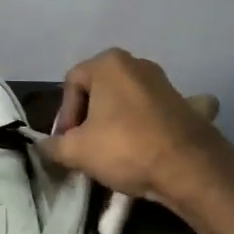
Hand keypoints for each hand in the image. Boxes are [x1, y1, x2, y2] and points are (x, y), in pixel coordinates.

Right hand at [40, 49, 227, 206]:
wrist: (190, 169)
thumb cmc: (125, 148)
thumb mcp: (77, 151)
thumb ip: (54, 146)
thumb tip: (43, 146)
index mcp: (108, 63)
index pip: (72, 84)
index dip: (65, 114)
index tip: (67, 142)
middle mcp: (138, 64)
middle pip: (102, 89)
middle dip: (91, 115)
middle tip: (88, 146)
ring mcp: (167, 83)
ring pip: (133, 98)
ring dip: (121, 117)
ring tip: (118, 149)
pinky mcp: (190, 106)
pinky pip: (168, 109)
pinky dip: (162, 119)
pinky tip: (162, 135)